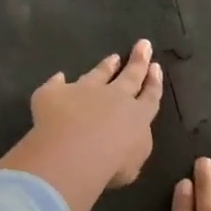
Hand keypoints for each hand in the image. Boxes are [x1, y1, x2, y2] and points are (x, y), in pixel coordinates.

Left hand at [28, 39, 163, 189]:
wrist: (75, 152)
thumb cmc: (111, 165)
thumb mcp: (132, 165)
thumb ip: (132, 150)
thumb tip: (127, 143)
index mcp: (137, 117)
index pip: (149, 97)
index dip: (153, 82)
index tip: (156, 67)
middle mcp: (113, 97)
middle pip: (129, 76)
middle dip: (138, 61)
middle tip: (143, 45)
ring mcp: (83, 91)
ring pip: (97, 74)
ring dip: (106, 66)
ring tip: (112, 58)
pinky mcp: (54, 94)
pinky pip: (56, 85)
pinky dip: (57, 82)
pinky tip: (58, 77)